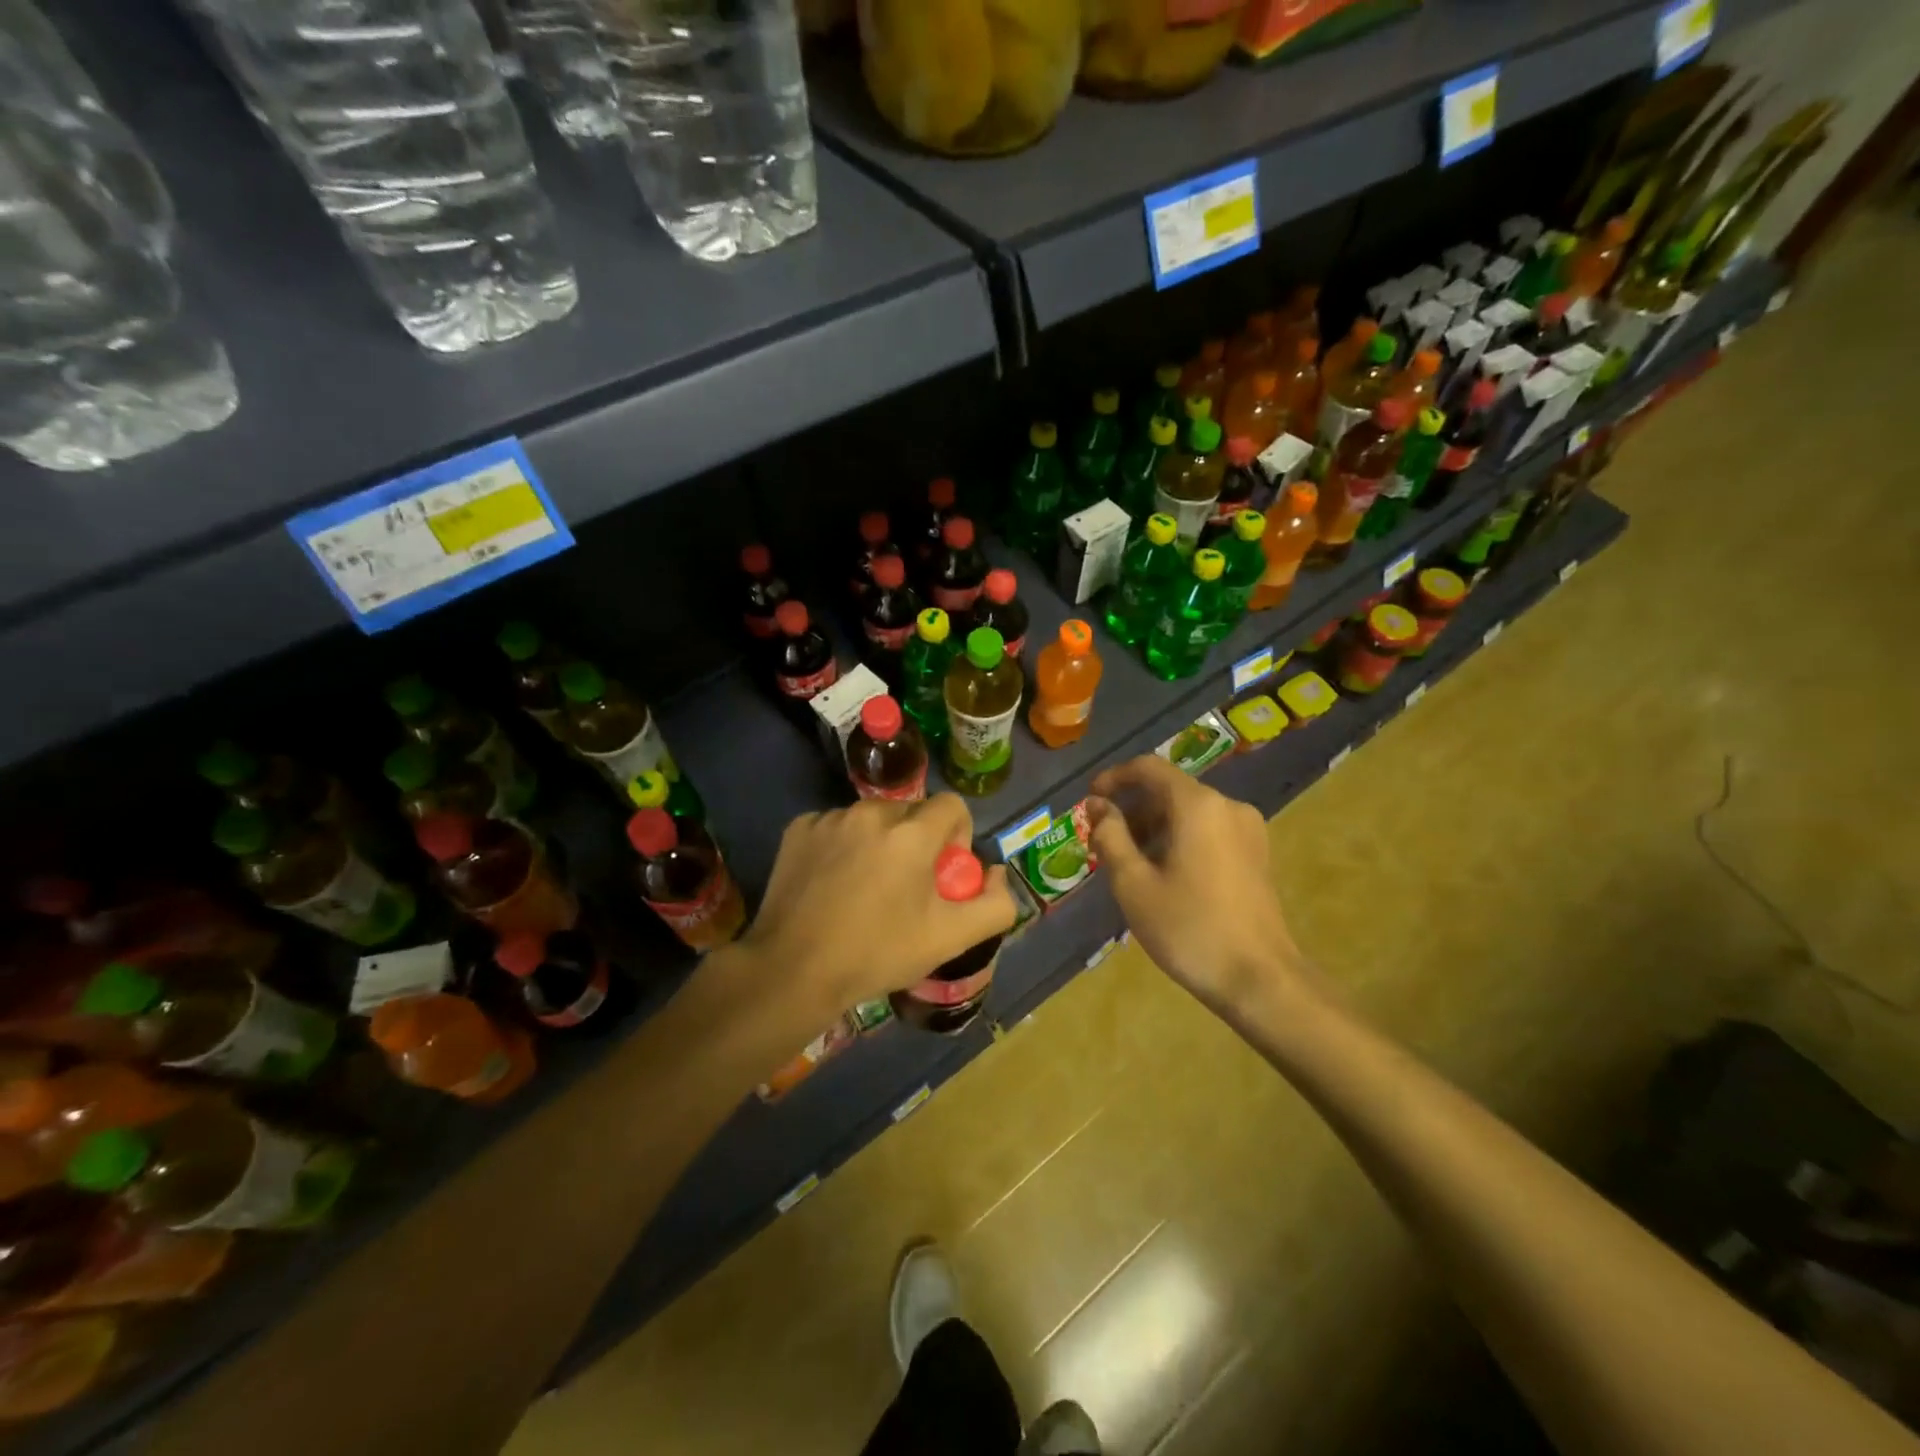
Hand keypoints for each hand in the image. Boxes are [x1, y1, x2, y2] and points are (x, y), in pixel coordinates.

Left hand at [743, 794, 1017, 1016]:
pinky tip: (832, 883)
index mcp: (911, 833)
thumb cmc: (877, 953)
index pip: (952, 806)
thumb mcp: (950, 938)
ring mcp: (830, 818)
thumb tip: (996, 873)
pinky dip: (842, 846)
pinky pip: (835, 826)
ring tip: (865, 887)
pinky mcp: (798, 829)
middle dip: (917, 841)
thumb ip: (995, 904)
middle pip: (911, 813)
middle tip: (906, 886)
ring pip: (871, 819)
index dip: (957, 836)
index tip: (943, 872)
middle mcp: (870, 812)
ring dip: (878, 841)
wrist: (793, 971)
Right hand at [1087, 756, 1307, 1017]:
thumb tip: (1097, 805)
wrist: (1260, 979)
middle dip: (1132, 810)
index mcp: (1197, 805)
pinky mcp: (1256, 853)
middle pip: (1169, 790)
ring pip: (1188, 812)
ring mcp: (1247, 829)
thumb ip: (1110, 835)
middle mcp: (1227, 805)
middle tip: (1103, 843)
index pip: (1148, 768)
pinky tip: (1163, 875)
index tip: (1090, 801)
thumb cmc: (1188, 928)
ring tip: (1130, 865)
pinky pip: (1208, 830)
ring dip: (1154, 827)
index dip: (1114, 778)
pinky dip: (1179, 839)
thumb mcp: (1134, 884)